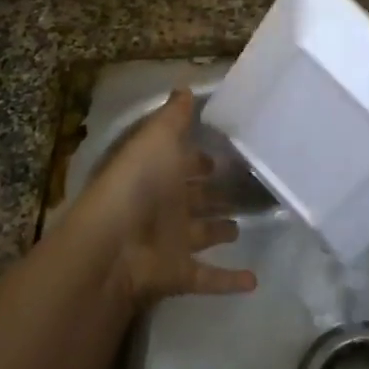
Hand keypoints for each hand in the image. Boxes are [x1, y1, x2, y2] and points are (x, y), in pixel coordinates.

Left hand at [69, 89, 257, 307]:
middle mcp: (166, 206)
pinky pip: (209, 277)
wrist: (114, 246)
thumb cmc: (138, 184)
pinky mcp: (180, 274)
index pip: (184, 163)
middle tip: (247, 189)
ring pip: (202, 234)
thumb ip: (174, 117)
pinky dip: (229, 280)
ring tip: (244, 228)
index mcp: (159, 174)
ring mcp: (172, 242)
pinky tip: (254, 281)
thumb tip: (185, 86)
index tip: (229, 152)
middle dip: (215, 194)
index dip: (201, 159)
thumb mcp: (157, 139)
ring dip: (220, 232)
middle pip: (195, 199)